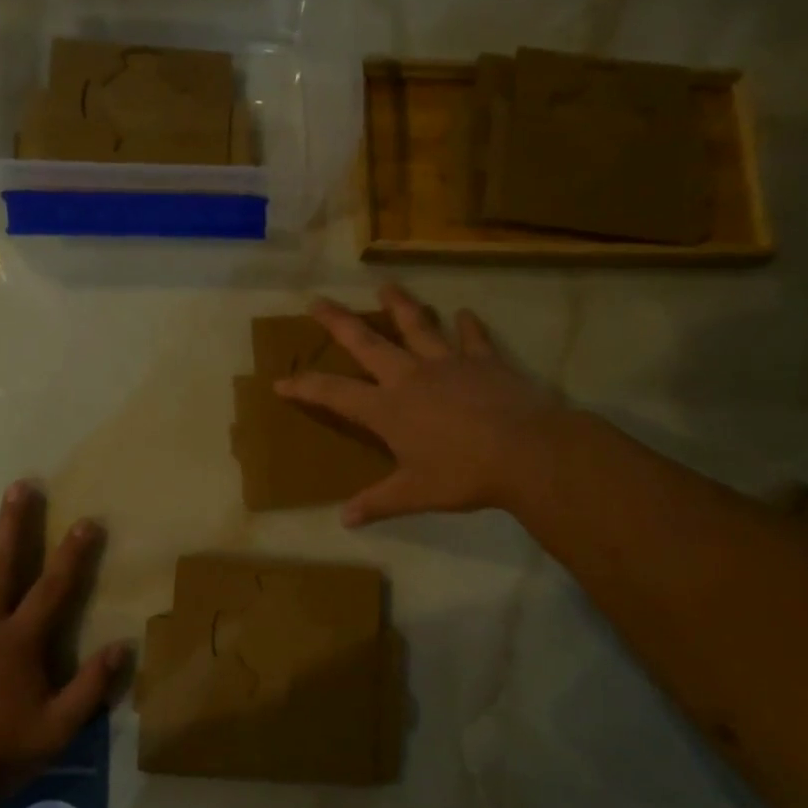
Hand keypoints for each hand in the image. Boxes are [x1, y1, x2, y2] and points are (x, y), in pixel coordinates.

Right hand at [276, 284, 567, 526]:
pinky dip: (468, 325)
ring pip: (417, 325)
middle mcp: (410, 376)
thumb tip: (345, 520)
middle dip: (338, 322)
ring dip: (400, 305)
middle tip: (318, 301)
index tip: (281, 381)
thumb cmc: (464, 474)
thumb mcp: (415, 494)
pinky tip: (465, 314)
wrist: (527, 453)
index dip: (304, 386)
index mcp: (387, 408)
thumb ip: (378, 503)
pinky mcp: (484, 361)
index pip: (333, 393)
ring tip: (386, 287)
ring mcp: (448, 363)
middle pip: (366, 342)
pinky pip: (473, 338)